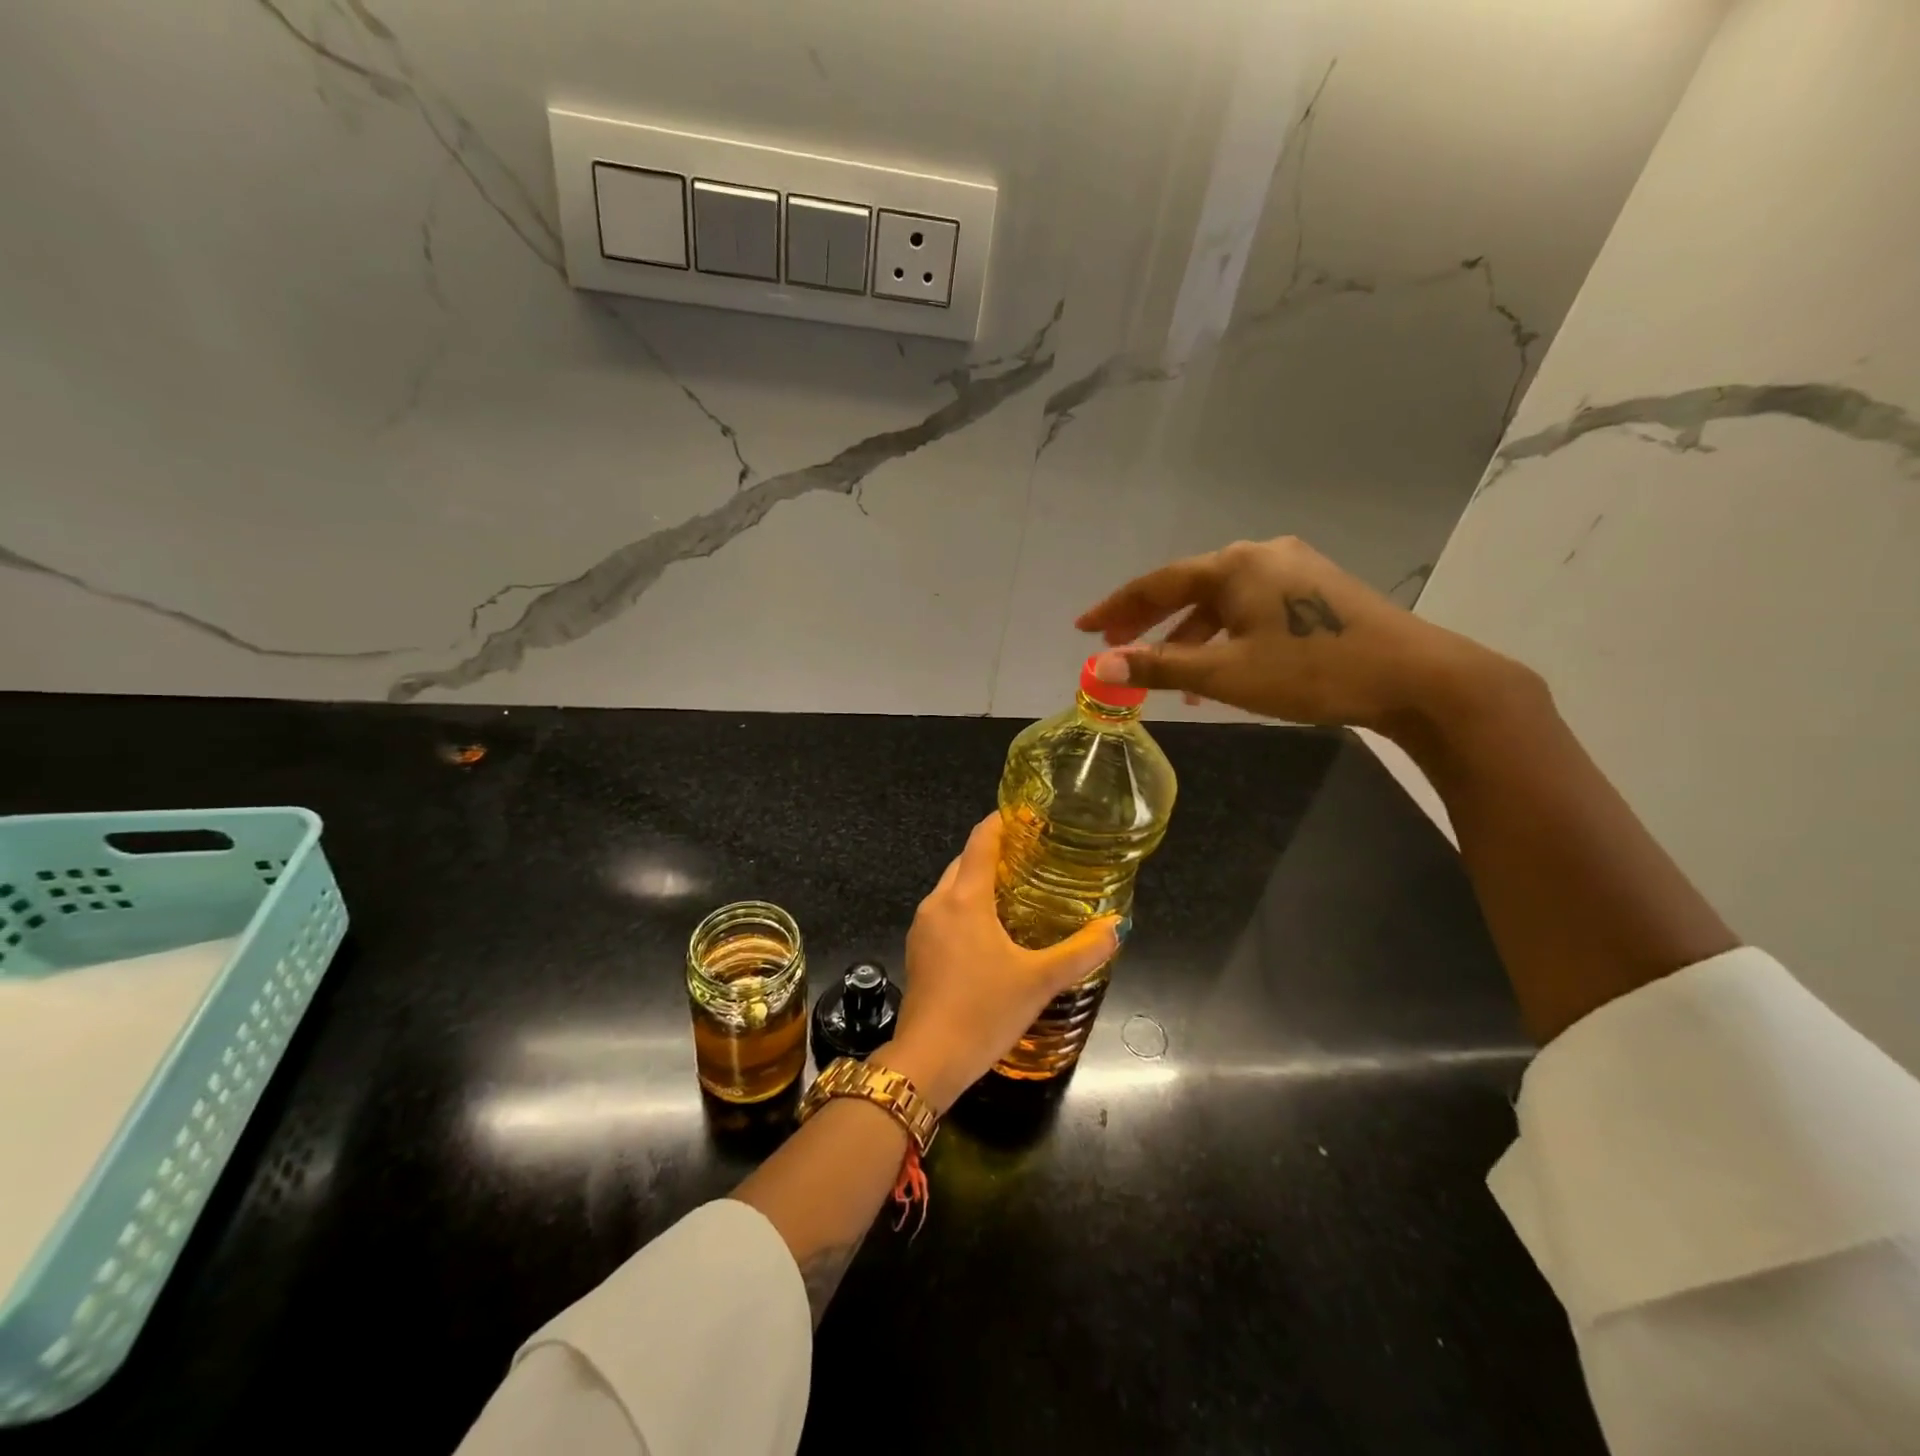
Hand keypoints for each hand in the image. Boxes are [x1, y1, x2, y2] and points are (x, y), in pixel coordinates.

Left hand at [878, 814, 1119, 1111]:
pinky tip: (989, 929)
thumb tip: (1116, 927)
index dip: (1002, 821)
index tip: (1027, 815)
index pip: (981, 840)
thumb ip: (1081, 952)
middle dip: (993, 852)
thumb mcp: (1040, 981)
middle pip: (965, 861)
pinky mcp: (918, 950)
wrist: (928, 1060)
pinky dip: (965, 906)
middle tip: (1032, 856)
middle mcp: (937, 903)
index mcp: (965, 898)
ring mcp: (922, 927)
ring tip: (1015, 889)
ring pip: (952, 888)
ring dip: (978, 880)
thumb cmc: (984, 1011)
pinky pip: (944, 912)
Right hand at [1076, 535, 1491, 733]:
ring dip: (1187, 634)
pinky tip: (1220, 669)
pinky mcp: (1315, 591)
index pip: (1156, 583)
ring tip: (1166, 673)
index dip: (1115, 608)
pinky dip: (1223, 635)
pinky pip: (1249, 609)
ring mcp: (1293, 570)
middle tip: (1113, 648)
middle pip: (1187, 586)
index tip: (1082, 628)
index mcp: (1234, 565)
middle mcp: (1260, 555)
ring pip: (1221, 600)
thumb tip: (1098, 668)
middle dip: (1148, 620)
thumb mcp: (1226, 673)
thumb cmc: (1312, 670)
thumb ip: (1159, 666)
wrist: (1416, 676)